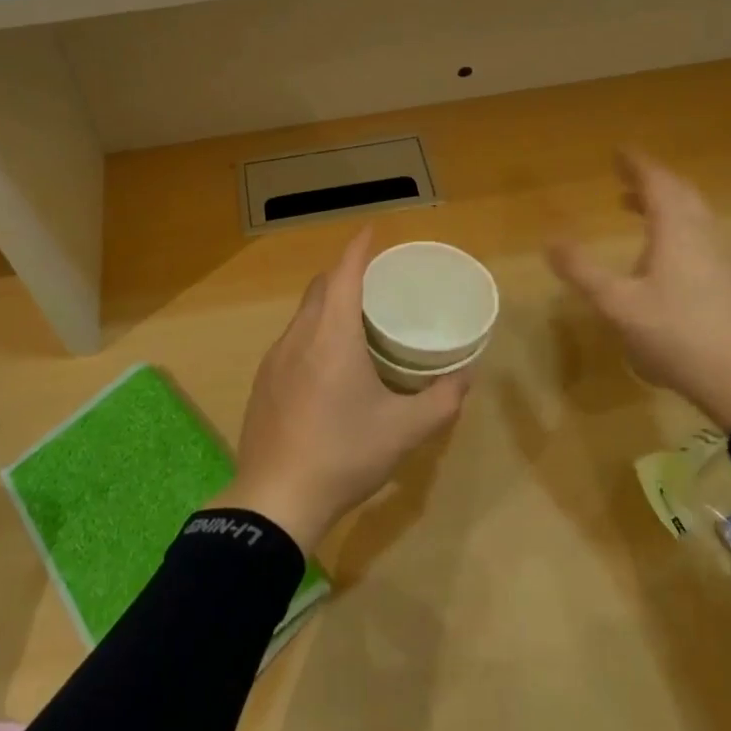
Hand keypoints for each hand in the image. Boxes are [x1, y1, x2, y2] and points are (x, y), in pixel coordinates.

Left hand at [215, 229, 472, 551]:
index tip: (372, 231)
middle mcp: (299, 336)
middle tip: (376, 282)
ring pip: (303, 314)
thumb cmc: (344, 455)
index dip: (359, 248)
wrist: (275, 500)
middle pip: (320, 287)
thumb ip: (442, 400)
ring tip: (356, 321)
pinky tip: (328, 364)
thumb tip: (467, 376)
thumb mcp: (405, 432)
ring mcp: (275, 358)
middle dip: (345, 274)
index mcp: (332, 336)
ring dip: (327, 305)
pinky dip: (313, 332)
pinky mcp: (263, 381)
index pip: (344, 274)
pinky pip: (292, 340)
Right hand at [547, 151, 730, 431]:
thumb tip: (550, 240)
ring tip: (637, 211)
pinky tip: (664, 258)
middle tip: (626, 178)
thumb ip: (582, 272)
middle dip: (652, 181)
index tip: (619, 151)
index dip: (637, 164)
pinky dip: (678, 229)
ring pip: (695, 216)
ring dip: (666, 205)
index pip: (657, 183)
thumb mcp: (618, 306)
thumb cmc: (678, 336)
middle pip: (681, 194)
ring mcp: (723, 260)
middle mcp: (704, 236)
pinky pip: (702, 238)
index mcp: (677, 231)